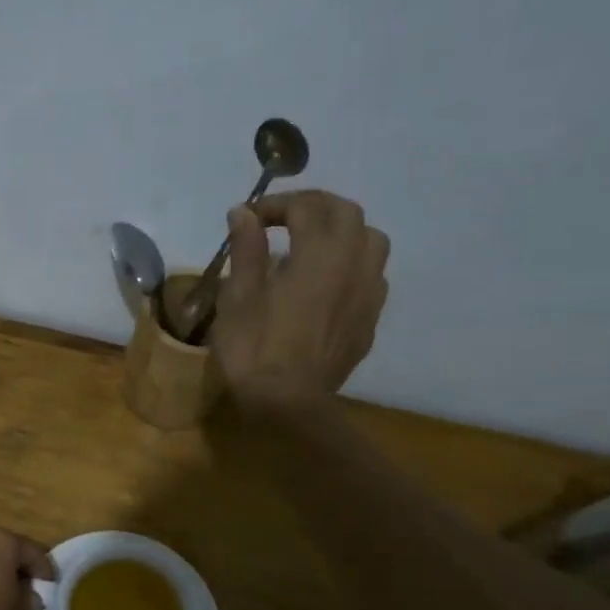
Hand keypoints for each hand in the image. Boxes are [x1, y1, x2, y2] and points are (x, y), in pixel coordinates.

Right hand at [212, 189, 390, 411]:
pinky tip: (328, 282)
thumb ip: (246, 250)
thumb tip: (244, 214)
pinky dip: (351, 264)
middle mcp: (353, 264)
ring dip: (342, 232)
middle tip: (282, 220)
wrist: (287, 404)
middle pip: (346, 213)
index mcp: (319, 254)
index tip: (249, 218)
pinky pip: (372, 276)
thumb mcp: (237, 297)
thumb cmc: (254, 349)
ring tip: (313, 245)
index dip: (276, 204)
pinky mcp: (369, 319)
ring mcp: (368, 293)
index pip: (306, 207)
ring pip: (371, 240)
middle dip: (314, 207)